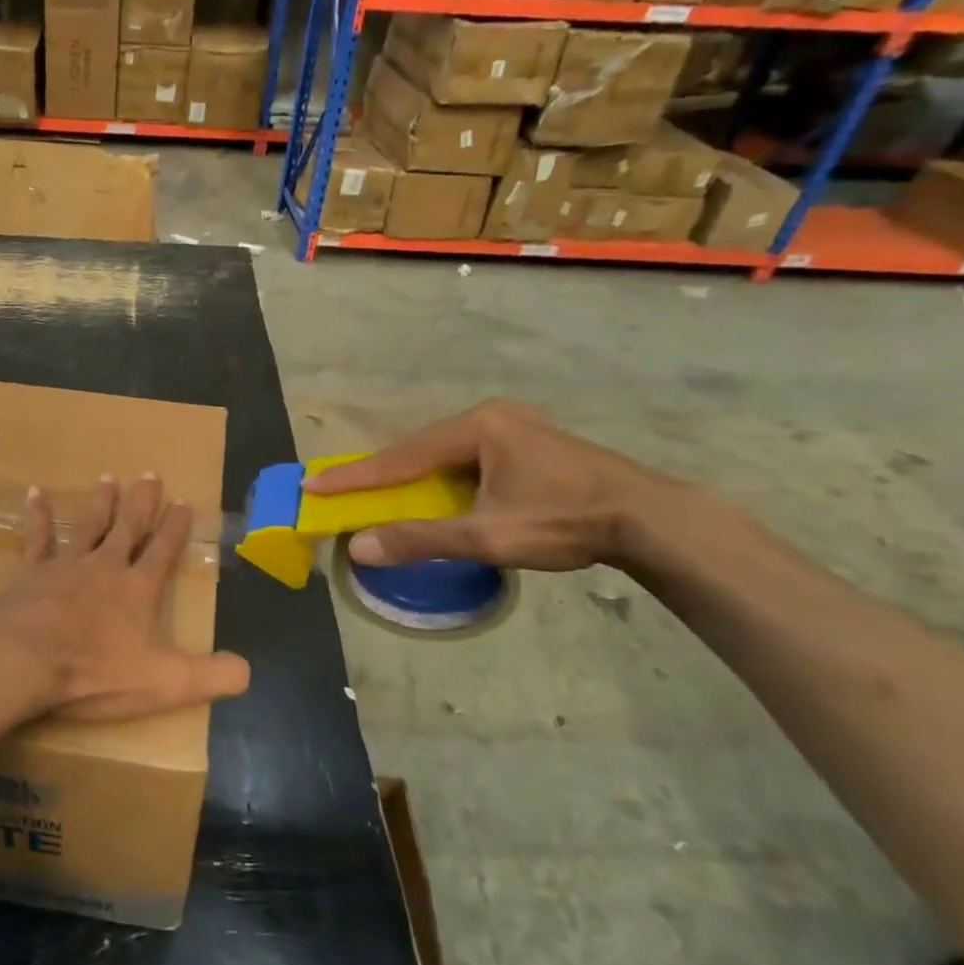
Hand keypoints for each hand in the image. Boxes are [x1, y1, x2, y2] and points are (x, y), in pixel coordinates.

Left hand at [0, 475, 249, 723]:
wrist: (25, 664)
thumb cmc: (95, 672)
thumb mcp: (165, 683)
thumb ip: (211, 676)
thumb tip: (249, 671)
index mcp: (138, 589)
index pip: (163, 550)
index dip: (176, 527)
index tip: (184, 502)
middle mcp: (106, 566)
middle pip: (128, 527)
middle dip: (142, 502)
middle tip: (150, 474)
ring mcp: (67, 565)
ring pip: (89, 525)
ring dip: (100, 502)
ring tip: (108, 478)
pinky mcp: (31, 573)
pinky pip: (37, 537)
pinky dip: (38, 515)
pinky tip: (36, 493)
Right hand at [303, 399, 674, 571]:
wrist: (650, 519)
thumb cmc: (566, 522)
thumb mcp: (488, 535)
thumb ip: (421, 540)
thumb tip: (359, 548)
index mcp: (477, 428)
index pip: (400, 456)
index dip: (355, 476)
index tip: (313, 486)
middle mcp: (490, 416)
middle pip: (419, 448)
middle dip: (380, 473)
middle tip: (341, 490)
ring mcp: (512, 426)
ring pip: (442, 452)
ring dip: (410, 475)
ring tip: (378, 493)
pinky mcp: (527, 442)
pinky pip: (465, 457)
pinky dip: (439, 476)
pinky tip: (432, 491)